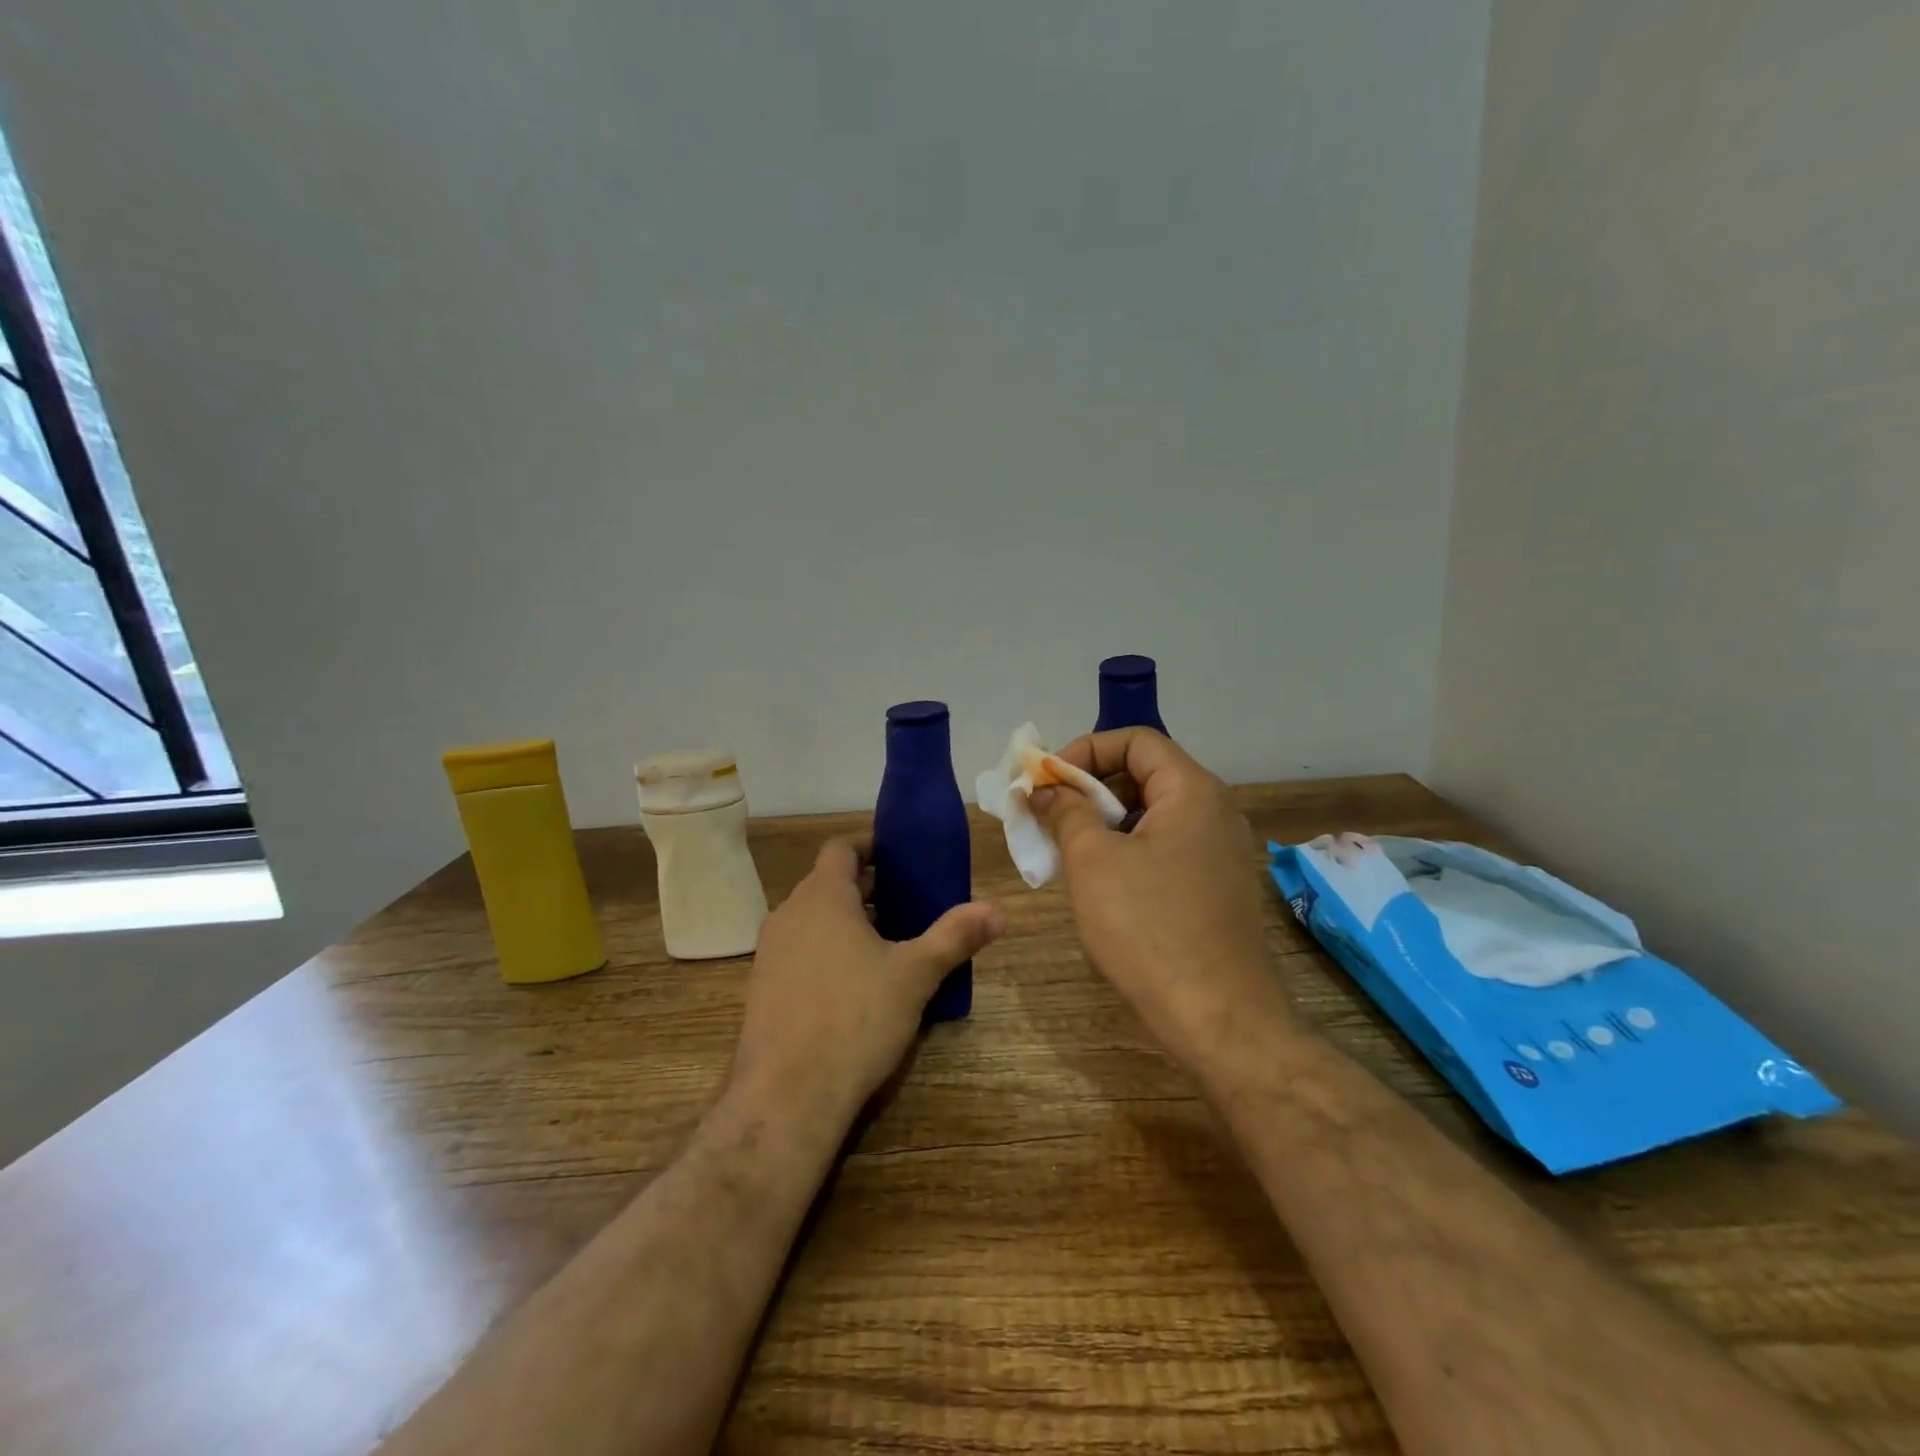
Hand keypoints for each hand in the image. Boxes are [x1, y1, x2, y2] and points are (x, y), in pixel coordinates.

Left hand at [729, 838, 1004, 1124]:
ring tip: (888, 942)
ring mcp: (770, 952)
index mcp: (823, 897)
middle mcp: (790, 914)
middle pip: (829, 883)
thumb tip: (997, 912)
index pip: (841, 848)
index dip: (871, 846)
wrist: (787, 1095)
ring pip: (814, 918)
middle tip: (909, 902)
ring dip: (848, 920)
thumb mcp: (915, 975)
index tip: (901, 858)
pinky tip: (856, 984)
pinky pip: (800, 950)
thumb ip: (955, 937)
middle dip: (869, 888)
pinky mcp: (763, 987)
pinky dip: (827, 950)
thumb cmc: (855, 1018)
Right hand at [1031, 730, 1296, 1072]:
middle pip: (1145, 775)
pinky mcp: (1218, 888)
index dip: (1085, 751)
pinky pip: (1166, 848)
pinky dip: (1128, 851)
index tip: (1047, 783)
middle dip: (1090, 789)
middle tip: (1049, 816)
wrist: (1221, 1019)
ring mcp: (1222, 852)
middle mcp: (1215, 812)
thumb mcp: (1093, 861)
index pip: (1135, 740)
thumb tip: (1047, 790)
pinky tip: (1100, 884)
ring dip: (1105, 823)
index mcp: (1192, 791)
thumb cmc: (1150, 928)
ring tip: (1067, 851)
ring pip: (1153, 815)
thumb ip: (1066, 812)